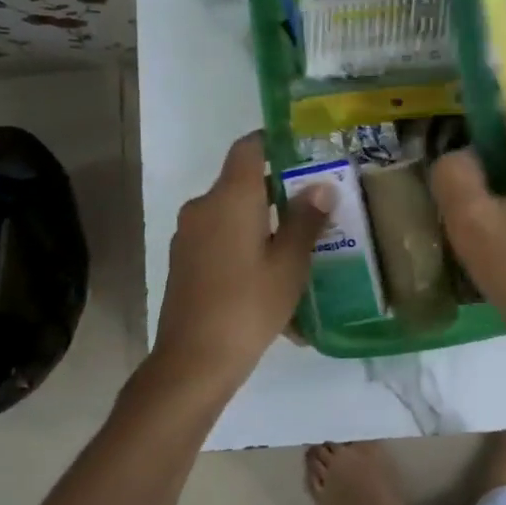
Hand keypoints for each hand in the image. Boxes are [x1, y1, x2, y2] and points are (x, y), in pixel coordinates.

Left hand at [147, 132, 329, 407]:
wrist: (192, 362)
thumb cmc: (248, 305)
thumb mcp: (289, 264)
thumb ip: (306, 220)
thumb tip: (321, 185)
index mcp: (230, 197)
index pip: (249, 147)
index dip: (275, 142)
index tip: (304, 153)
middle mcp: (203, 207)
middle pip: (242, 183)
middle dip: (278, 191)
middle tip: (315, 206)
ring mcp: (189, 235)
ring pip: (232, 215)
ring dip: (262, 223)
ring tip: (298, 247)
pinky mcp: (183, 262)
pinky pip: (220, 240)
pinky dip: (245, 247)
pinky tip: (270, 278)